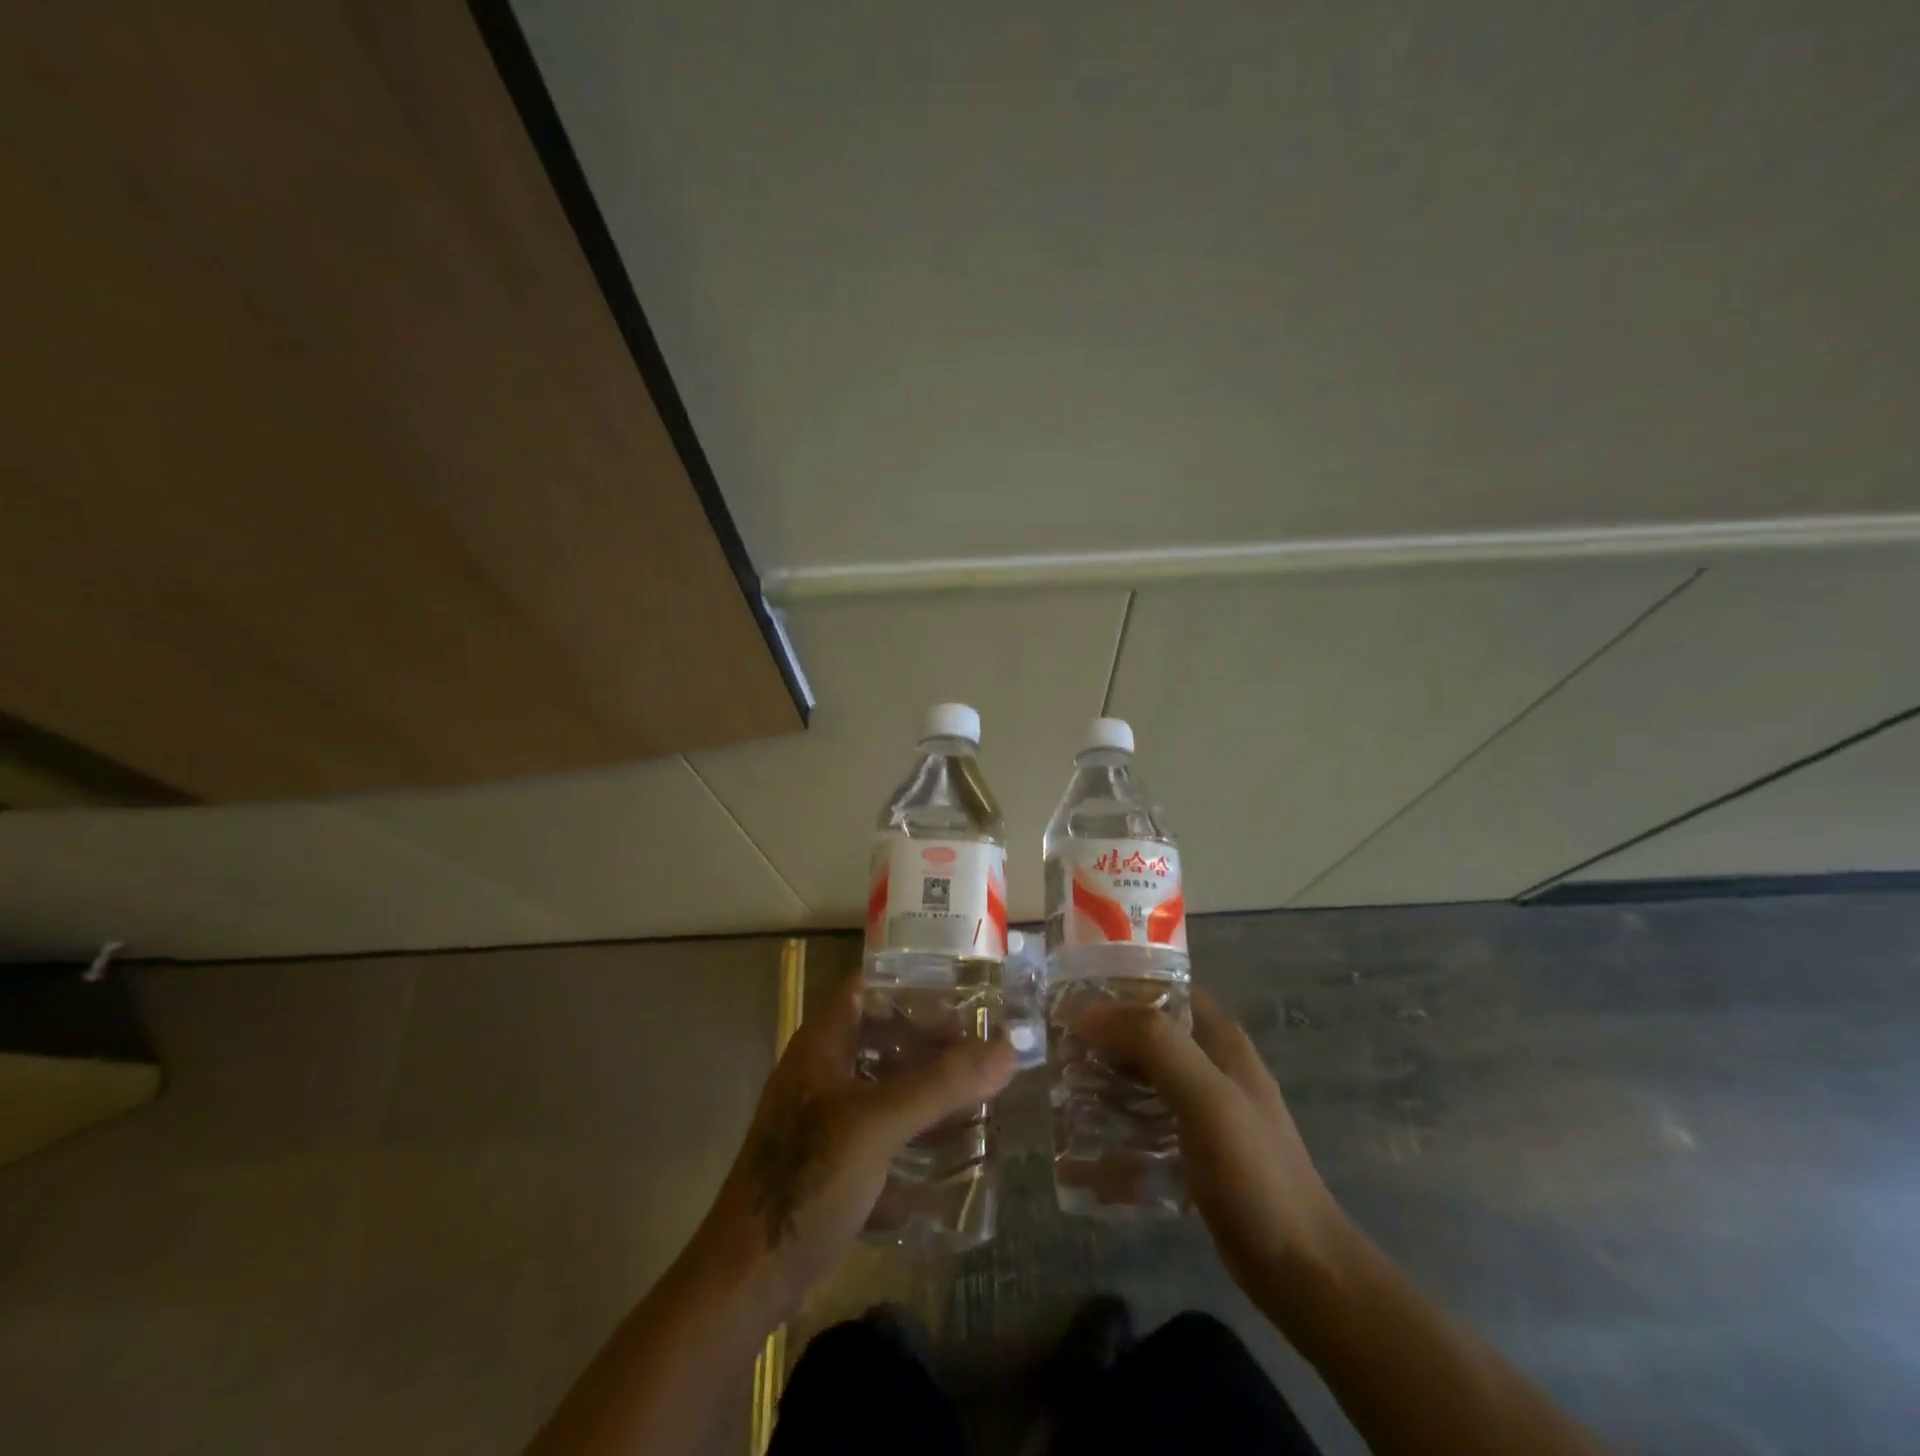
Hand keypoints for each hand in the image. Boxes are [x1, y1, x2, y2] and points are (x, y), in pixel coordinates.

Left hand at [684, 979, 1017, 1322]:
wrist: (748, 1277)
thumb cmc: (808, 1179)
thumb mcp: (878, 1124)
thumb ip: (942, 1085)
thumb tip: (1007, 1048)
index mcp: (822, 1044)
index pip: (867, 988)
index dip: (911, 985)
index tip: (961, 996)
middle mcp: (822, 1071)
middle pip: (882, 1036)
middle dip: (930, 1041)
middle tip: (981, 1050)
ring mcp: (825, 1117)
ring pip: (884, 1084)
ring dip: (926, 1088)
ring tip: (976, 1094)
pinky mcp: (832, 1160)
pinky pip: (881, 1130)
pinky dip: (913, 1132)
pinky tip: (950, 1151)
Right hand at [1080, 987, 1349, 1303]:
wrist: (1300, 1270)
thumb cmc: (1254, 1171)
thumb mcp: (1205, 1096)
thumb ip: (1152, 1043)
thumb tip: (1087, 1012)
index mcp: (1219, 1039)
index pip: (1163, 988)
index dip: (1119, 986)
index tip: (1071, 998)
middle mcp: (1210, 1065)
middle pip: (1146, 1035)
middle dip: (1102, 1040)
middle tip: (1057, 1051)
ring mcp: (1202, 1111)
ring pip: (1141, 1081)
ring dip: (1103, 1085)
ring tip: (1060, 1095)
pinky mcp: (1192, 1152)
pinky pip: (1143, 1130)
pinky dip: (1114, 1135)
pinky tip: (1080, 1157)